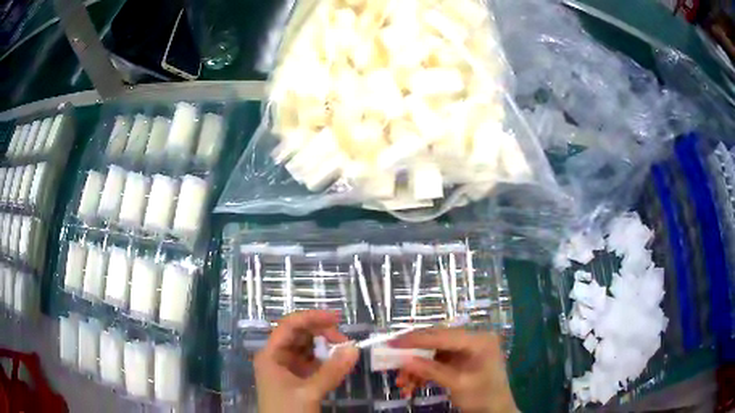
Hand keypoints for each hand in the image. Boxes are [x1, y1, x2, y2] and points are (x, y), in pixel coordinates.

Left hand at [254, 310, 358, 412]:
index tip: (336, 318)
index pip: (289, 326)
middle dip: (321, 333)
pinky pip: (311, 362)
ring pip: (306, 348)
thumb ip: (331, 371)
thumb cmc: (287, 411)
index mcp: (270, 354)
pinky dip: (325, 360)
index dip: (311, 318)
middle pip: (298, 335)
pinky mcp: (297, 379)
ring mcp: (287, 368)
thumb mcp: (309, 392)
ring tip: (344, 351)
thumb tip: (355, 349)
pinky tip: (338, 362)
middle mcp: (277, 357)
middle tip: (344, 341)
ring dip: (324, 346)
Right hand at [393, 329, 516, 412]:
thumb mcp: (458, 384)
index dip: (416, 339)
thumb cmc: (483, 396)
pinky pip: (435, 362)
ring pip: (432, 353)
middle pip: (436, 341)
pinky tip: (412, 386)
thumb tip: (405, 360)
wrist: (495, 410)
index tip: (392, 344)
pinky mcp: (459, 360)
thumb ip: (432, 371)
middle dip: (413, 356)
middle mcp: (472, 340)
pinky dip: (423, 373)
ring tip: (402, 384)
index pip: (443, 335)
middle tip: (391, 361)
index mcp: (478, 340)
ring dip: (415, 368)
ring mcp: (465, 350)